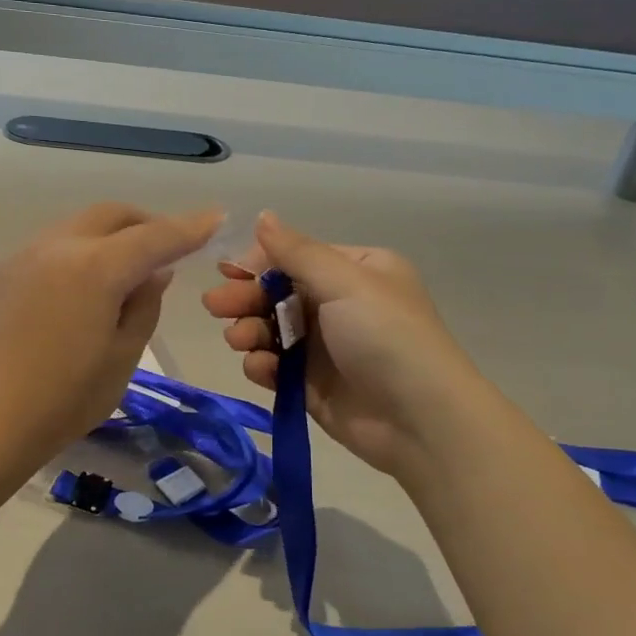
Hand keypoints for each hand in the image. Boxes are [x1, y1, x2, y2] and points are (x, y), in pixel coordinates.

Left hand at [0, 202, 221, 460]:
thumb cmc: (65, 398)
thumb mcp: (124, 356)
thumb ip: (144, 304)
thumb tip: (155, 273)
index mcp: (96, 267)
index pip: (155, 237)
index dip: (189, 227)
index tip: (215, 218)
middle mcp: (59, 246)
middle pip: (112, 215)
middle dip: (147, 223)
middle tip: (169, 247)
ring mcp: (26, 255)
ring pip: (80, 225)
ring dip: (112, 235)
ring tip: (127, 268)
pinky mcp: (5, 272)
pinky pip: (54, 245)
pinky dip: (82, 250)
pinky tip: (86, 284)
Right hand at [202, 211, 485, 480]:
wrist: (420, 420)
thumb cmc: (387, 336)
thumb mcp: (345, 282)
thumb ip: (297, 252)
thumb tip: (262, 215)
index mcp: (356, 271)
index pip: (296, 257)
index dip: (259, 263)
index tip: (227, 272)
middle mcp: (340, 304)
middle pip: (278, 293)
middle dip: (246, 298)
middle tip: (215, 305)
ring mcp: (325, 347)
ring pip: (272, 330)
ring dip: (249, 331)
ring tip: (239, 340)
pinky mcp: (313, 385)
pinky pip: (277, 366)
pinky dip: (263, 364)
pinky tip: (260, 367)